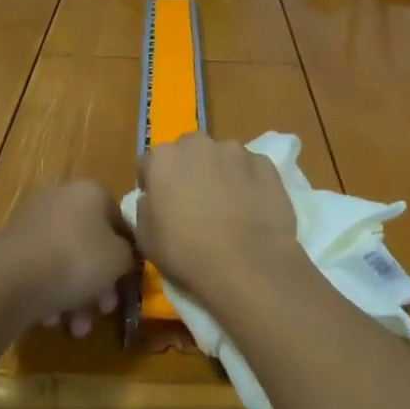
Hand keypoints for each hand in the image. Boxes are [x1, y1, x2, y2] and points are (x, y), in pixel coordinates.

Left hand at [0, 181, 135, 336]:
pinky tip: (51, 319)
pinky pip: (41, 268)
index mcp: (91, 191)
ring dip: (76, 296)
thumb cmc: (77, 260)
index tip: (126, 283)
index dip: (127, 254)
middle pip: (90, 243)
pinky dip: (50, 292)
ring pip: (65, 260)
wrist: (13, 279)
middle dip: (99, 283)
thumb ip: (128, 255)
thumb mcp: (119, 259)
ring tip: (77, 328)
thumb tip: (122, 256)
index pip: (118, 220)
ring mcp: (33, 221)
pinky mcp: (11, 246)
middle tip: (103, 311)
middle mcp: (61, 198)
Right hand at [135, 133, 299, 303]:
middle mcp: (198, 144)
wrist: (247, 265)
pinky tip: (251, 209)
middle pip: (189, 152)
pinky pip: (250, 169)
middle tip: (196, 202)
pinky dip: (248, 182)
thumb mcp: (146, 239)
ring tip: (229, 207)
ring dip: (221, 173)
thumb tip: (151, 198)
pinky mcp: (265, 163)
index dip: (154, 183)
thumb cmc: (187, 254)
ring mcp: (235, 151)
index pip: (152, 163)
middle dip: (190, 170)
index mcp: (164, 158)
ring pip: (222, 157)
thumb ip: (144, 209)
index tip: (161, 204)